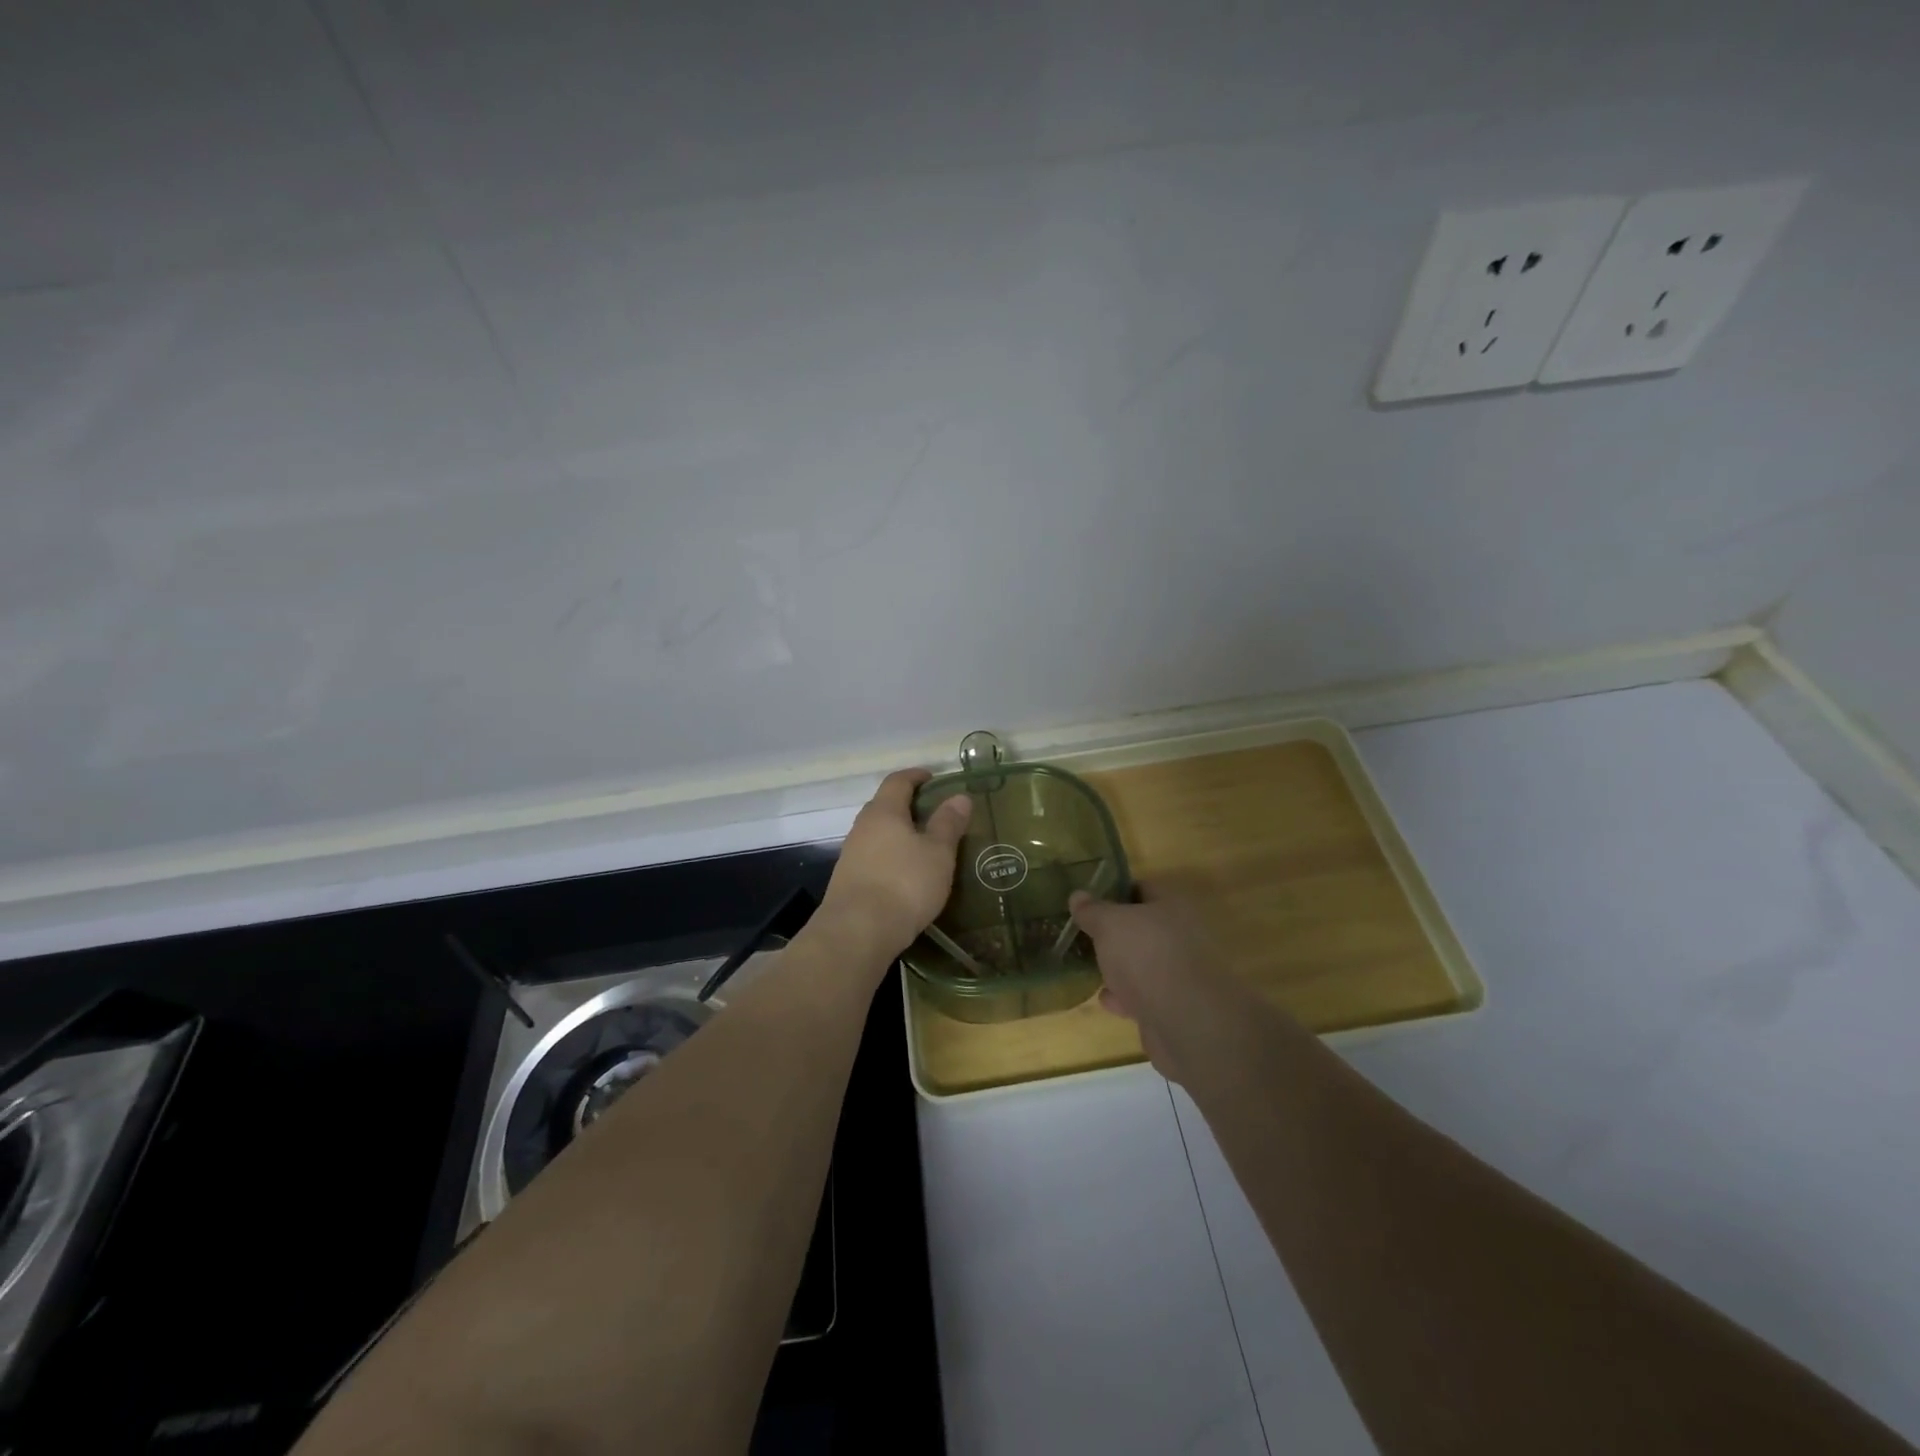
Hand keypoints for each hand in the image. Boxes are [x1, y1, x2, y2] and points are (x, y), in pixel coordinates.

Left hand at [820, 770, 972, 960]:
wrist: (857, 932)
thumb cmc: (904, 884)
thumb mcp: (938, 853)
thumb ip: (948, 823)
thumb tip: (959, 796)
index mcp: (884, 812)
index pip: (898, 781)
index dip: (916, 775)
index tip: (933, 777)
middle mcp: (862, 827)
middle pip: (884, 805)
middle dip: (907, 805)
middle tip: (933, 813)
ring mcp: (851, 854)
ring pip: (877, 833)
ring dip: (898, 833)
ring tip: (923, 845)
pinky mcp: (848, 880)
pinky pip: (872, 856)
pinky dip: (890, 856)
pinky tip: (904, 873)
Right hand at [1069, 890, 1243, 1081]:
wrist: (1183, 1021)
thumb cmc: (1145, 955)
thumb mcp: (1109, 924)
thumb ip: (1092, 910)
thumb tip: (1077, 895)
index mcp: (1172, 906)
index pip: (1143, 888)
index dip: (1115, 891)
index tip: (1089, 900)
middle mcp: (1181, 935)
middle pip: (1143, 927)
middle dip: (1115, 933)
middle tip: (1086, 934)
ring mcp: (1180, 973)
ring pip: (1143, 962)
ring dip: (1119, 967)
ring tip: (1090, 967)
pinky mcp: (1174, 1006)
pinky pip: (1144, 995)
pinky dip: (1125, 997)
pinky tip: (1106, 999)